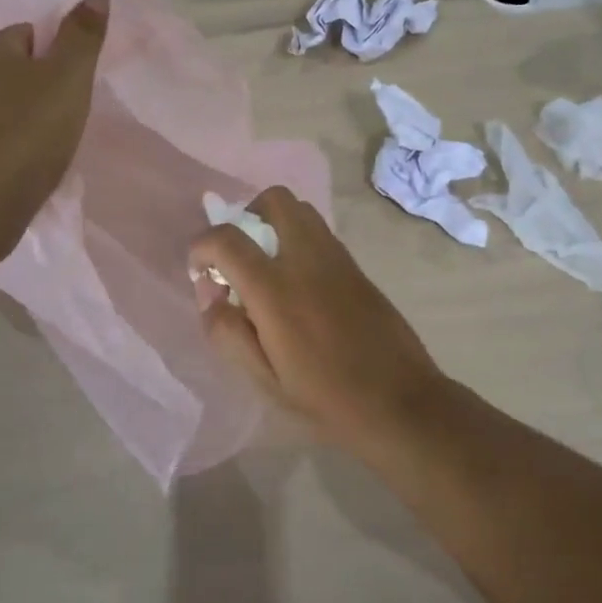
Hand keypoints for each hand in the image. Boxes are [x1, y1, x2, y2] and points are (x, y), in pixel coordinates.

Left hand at [0, 0, 109, 261]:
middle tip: (72, 112)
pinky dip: (12, 146)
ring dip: (26, 117)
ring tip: (54, 142)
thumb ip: (82, 35)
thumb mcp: (66, 78)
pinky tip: (30, 166)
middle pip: (12, 69)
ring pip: (0, 105)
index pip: (28, 31)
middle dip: (41, 85)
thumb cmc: (24, 135)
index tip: (79, 79)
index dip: (57, 50)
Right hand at [189, 186, 445, 446]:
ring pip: (302, 210)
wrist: (400, 402)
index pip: (226, 238)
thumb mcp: (265, 380)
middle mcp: (307, 260)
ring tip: (268, 266)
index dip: (201, 247)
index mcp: (275, 290)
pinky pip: (321, 233)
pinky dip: (299, 240)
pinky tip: (299, 284)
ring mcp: (337, 259)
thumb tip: (210, 297)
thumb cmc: (326, 399)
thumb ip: (228, 334)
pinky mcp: (357, 267)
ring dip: (275, 224)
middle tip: (239, 253)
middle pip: (274, 199)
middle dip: (246, 215)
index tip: (200, 271)